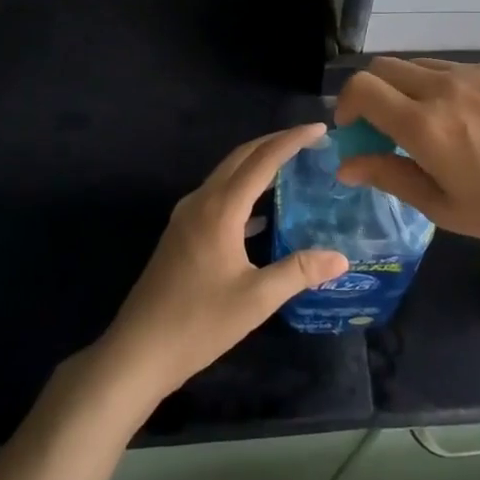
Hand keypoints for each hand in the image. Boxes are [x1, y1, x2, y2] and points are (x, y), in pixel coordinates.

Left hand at [96, 124, 350, 403]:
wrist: (137, 351)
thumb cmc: (198, 323)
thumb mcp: (256, 299)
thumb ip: (299, 271)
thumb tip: (341, 257)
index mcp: (220, 209)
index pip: (262, 160)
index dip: (292, 140)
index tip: (320, 128)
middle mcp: (201, 202)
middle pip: (241, 157)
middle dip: (274, 143)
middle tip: (309, 141)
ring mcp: (186, 217)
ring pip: (226, 175)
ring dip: (257, 164)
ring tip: (291, 167)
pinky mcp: (180, 234)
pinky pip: (217, 196)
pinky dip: (243, 191)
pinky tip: (262, 214)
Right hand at [334, 58, 479, 266]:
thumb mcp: (443, 207)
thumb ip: (389, 176)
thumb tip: (346, 164)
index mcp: (425, 125)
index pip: (362, 88)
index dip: (347, 104)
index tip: (354, 129)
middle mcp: (446, 87)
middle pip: (386, 67)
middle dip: (373, 93)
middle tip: (386, 127)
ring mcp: (479, 73)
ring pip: (423, 66)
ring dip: (410, 89)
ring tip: (433, 125)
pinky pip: (461, 69)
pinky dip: (449, 88)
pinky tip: (477, 122)